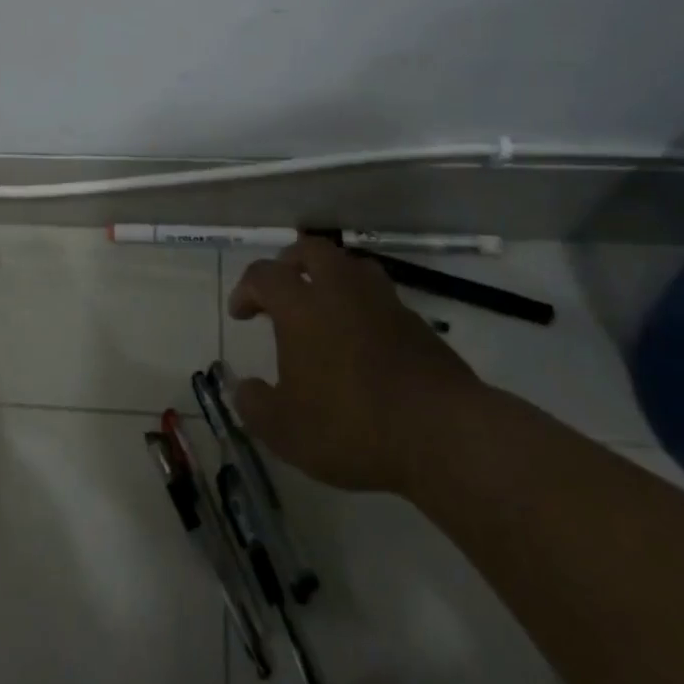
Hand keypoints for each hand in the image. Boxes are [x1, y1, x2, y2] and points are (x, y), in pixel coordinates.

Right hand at [227, 236, 490, 493]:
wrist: (443, 434)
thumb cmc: (352, 426)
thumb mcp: (286, 431)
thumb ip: (255, 406)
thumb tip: (244, 388)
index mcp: (302, 307)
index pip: (264, 275)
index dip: (246, 289)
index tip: (241, 314)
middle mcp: (340, 291)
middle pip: (311, 250)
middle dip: (290, 262)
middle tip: (282, 289)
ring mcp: (383, 303)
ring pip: (351, 266)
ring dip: (331, 276)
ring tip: (324, 306)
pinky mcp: (416, 323)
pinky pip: (381, 297)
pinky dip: (363, 306)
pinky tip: (362, 338)